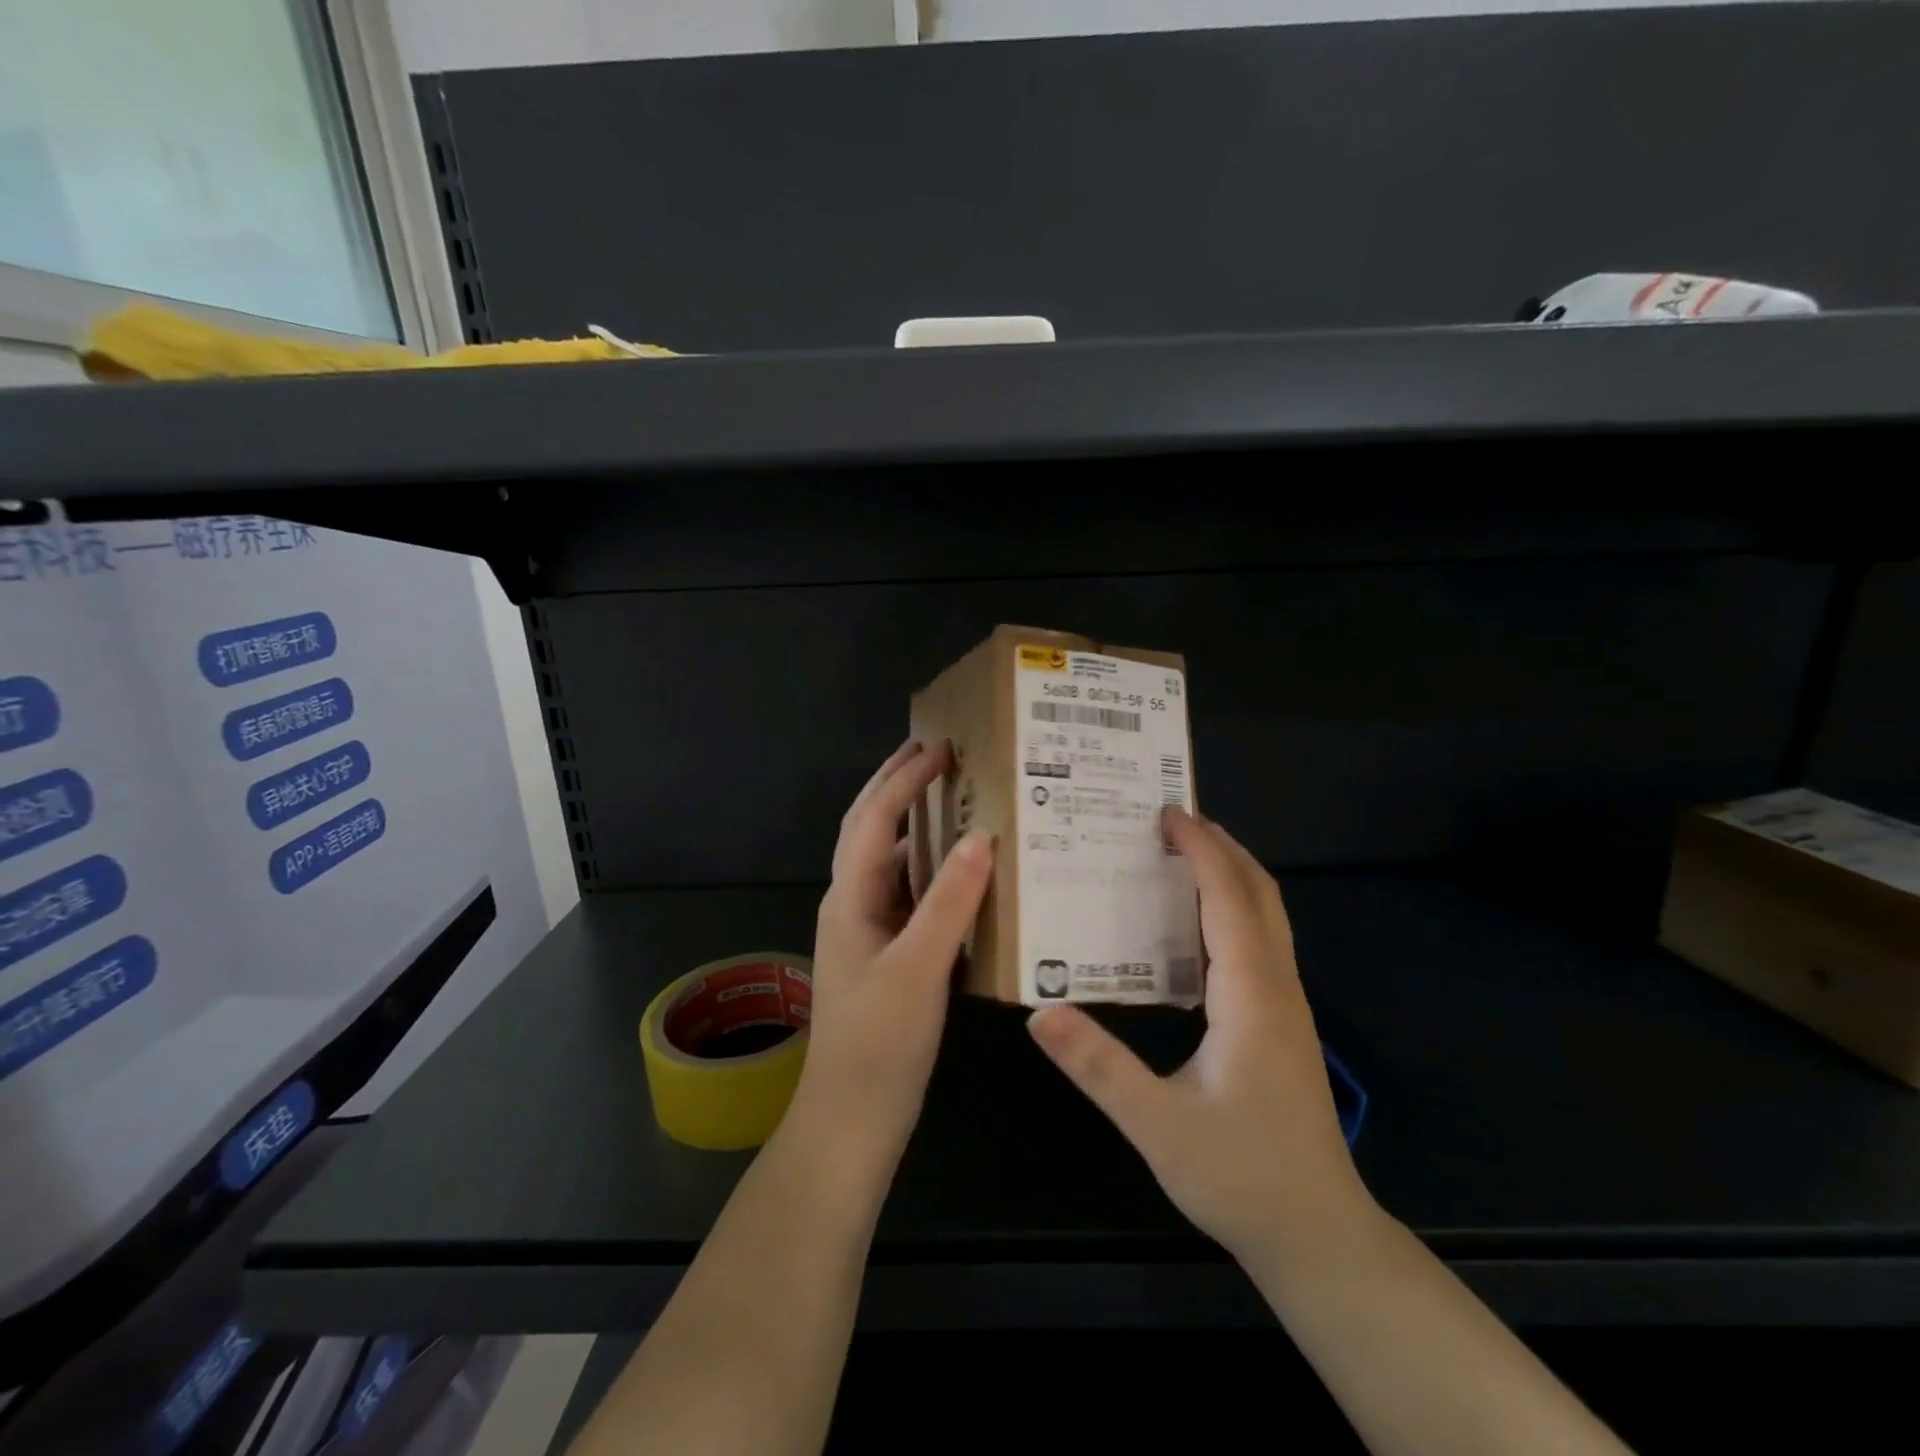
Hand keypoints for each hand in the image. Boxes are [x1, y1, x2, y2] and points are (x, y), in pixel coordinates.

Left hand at [792, 739, 993, 1166]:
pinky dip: (932, 869)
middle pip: (870, 828)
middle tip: (935, 752)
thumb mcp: (917, 970)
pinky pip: (910, 894)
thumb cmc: (879, 1044)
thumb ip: (948, 903)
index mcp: (850, 898)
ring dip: (915, 824)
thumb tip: (981, 837)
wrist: (852, 1118)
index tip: (941, 748)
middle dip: (896, 785)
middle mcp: (854, 903)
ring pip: (891, 860)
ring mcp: (869, 930)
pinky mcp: (888, 953)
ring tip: (955, 798)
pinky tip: (963, 872)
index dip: (904, 779)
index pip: (873, 819)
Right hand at [1026, 807, 1368, 1260]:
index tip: (1166, 813)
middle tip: (1171, 821)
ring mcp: (1287, 1004)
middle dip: (1222, 847)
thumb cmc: (1240, 1175)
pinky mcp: (1283, 1023)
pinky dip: (1234, 907)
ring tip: (1181, 856)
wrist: (1318, 1234)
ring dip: (1231, 874)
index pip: (1228, 898)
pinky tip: (1196, 926)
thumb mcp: (1157, 1124)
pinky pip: (1261, 941)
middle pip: (1260, 893)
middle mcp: (1276, 986)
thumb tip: (1038, 1013)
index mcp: (1250, 994)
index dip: (1202, 848)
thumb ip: (1098, 1067)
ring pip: (1268, 915)